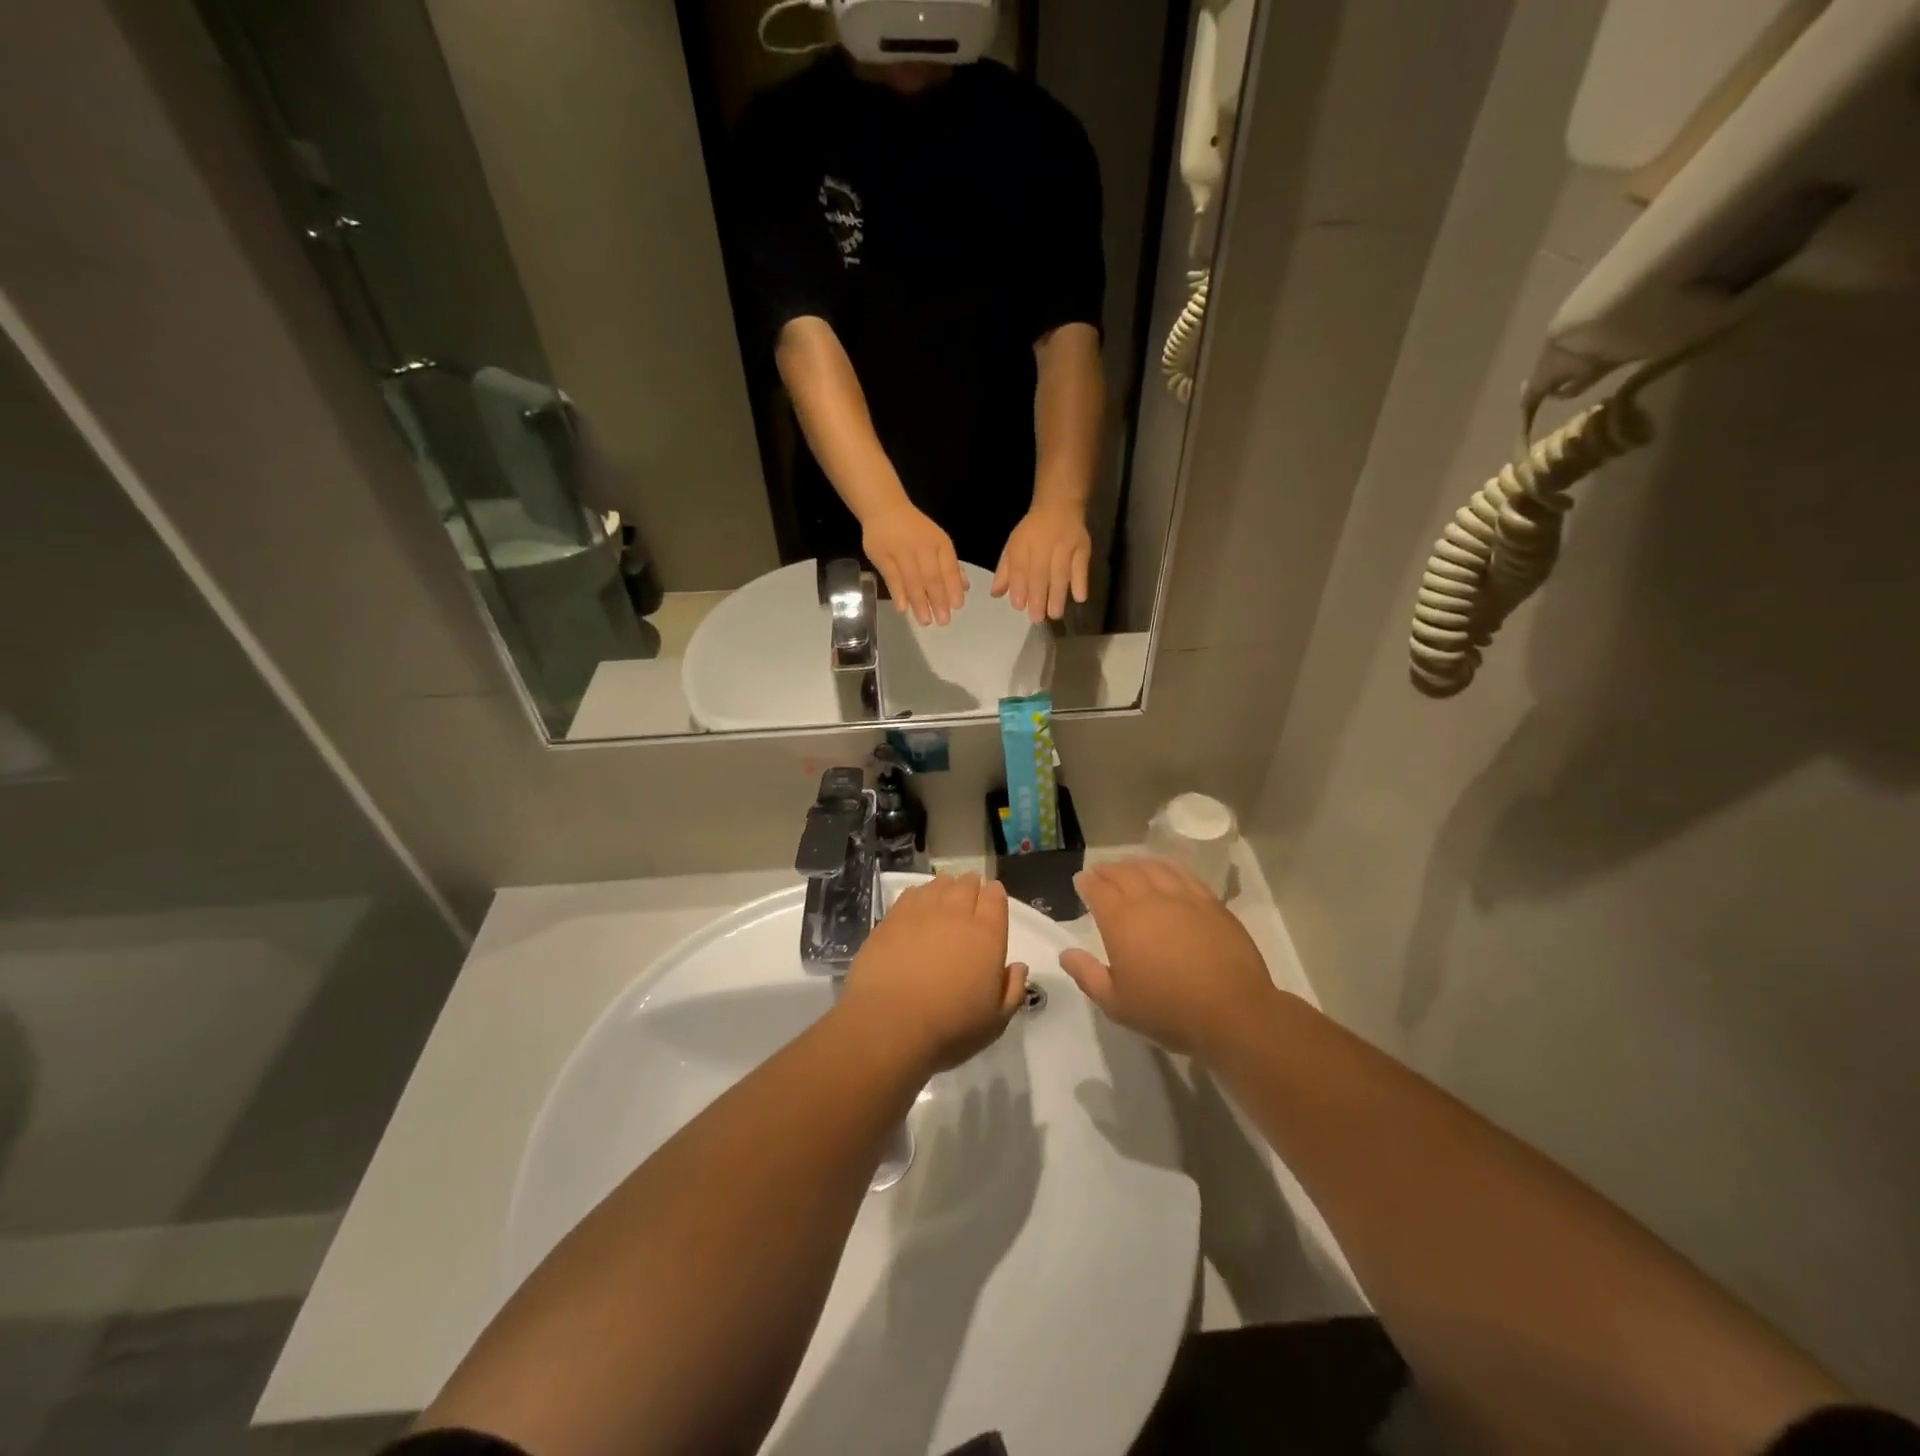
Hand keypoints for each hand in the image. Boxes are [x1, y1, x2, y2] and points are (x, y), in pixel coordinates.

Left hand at [835, 875, 1028, 1074]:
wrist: (889, 1024)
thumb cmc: (950, 1028)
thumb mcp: (995, 1022)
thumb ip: (1012, 990)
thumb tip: (1018, 967)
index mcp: (987, 935)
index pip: (995, 898)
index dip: (994, 895)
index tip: (992, 900)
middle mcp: (956, 914)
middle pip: (967, 884)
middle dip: (971, 888)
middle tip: (968, 901)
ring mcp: (922, 912)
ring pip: (939, 884)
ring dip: (945, 888)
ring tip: (943, 900)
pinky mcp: (892, 918)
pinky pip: (911, 893)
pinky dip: (919, 895)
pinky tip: (916, 908)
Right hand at [861, 500, 967, 626]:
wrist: (884, 509)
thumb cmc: (915, 530)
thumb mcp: (937, 542)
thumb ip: (950, 566)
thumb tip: (964, 588)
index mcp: (939, 543)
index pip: (949, 568)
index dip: (954, 588)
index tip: (957, 607)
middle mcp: (922, 546)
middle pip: (932, 577)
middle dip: (939, 600)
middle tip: (943, 621)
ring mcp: (901, 551)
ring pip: (912, 580)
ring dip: (920, 602)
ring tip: (925, 621)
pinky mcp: (882, 556)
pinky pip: (891, 577)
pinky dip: (898, 593)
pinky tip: (903, 609)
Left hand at [992, 500, 1090, 622]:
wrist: (1060, 505)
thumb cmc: (1033, 532)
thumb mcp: (1014, 546)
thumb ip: (1006, 571)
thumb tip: (995, 595)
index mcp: (1023, 544)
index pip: (1020, 567)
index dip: (1019, 586)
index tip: (1019, 606)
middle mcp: (1043, 544)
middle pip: (1040, 572)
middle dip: (1038, 597)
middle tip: (1037, 618)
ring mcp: (1065, 545)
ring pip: (1061, 572)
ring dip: (1057, 595)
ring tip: (1054, 614)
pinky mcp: (1083, 547)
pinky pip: (1082, 566)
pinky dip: (1081, 581)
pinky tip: (1079, 598)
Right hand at [1059, 859, 1276, 1059]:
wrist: (1232, 1012)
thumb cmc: (1167, 1010)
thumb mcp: (1116, 1003)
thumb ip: (1087, 975)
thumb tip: (1066, 953)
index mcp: (1120, 921)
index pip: (1097, 889)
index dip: (1086, 883)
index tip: (1081, 881)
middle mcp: (1149, 900)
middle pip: (1123, 873)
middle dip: (1107, 870)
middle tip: (1100, 873)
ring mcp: (1182, 897)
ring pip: (1153, 868)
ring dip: (1135, 864)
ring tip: (1129, 867)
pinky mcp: (1210, 902)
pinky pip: (1183, 874)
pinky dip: (1167, 867)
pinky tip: (1165, 871)